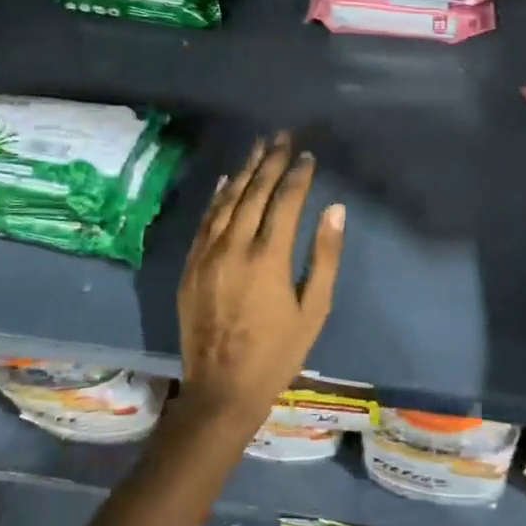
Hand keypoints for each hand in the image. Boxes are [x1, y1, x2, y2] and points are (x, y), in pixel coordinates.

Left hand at [177, 135, 345, 433]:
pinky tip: (225, 180)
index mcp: (268, 258)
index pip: (284, 201)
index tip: (308, 155)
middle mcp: (234, 247)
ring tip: (258, 147)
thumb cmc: (278, 352)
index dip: (298, 175)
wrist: (222, 388)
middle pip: (253, 192)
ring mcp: (207, 254)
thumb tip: (335, 209)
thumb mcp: (314, 309)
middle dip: (270, 161)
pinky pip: (204, 221)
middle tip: (282, 137)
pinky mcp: (190, 266)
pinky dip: (217, 197)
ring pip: (226, 201)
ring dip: (244, 171)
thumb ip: (324, 256)